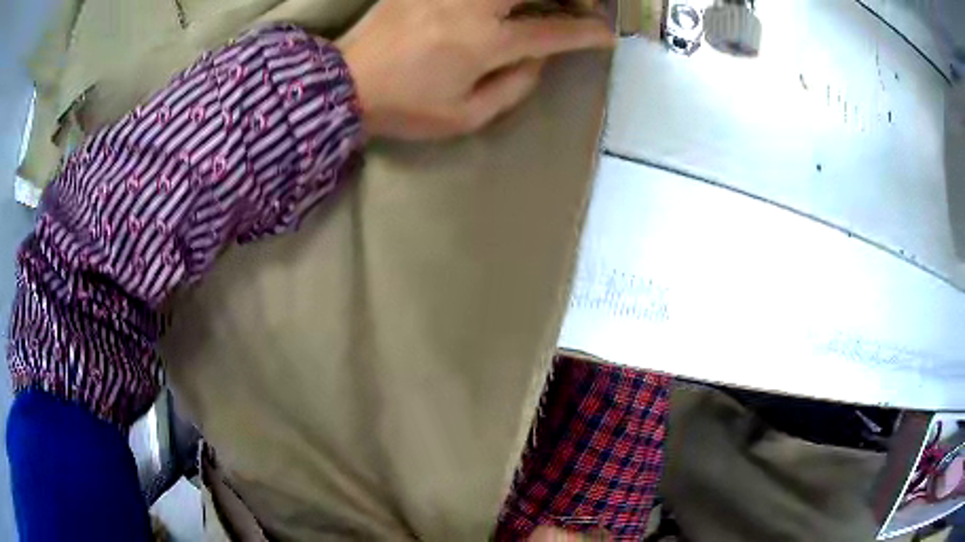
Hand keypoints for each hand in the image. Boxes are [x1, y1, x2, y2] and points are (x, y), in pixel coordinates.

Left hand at [336, 0, 613, 139]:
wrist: (345, 84)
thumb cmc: (405, 107)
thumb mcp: (465, 116)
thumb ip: (513, 87)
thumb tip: (540, 58)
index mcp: (483, 44)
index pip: (551, 33)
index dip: (585, 32)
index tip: (606, 34)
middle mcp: (471, 8)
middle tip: (582, 5)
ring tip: (546, 5)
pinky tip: (506, 5)